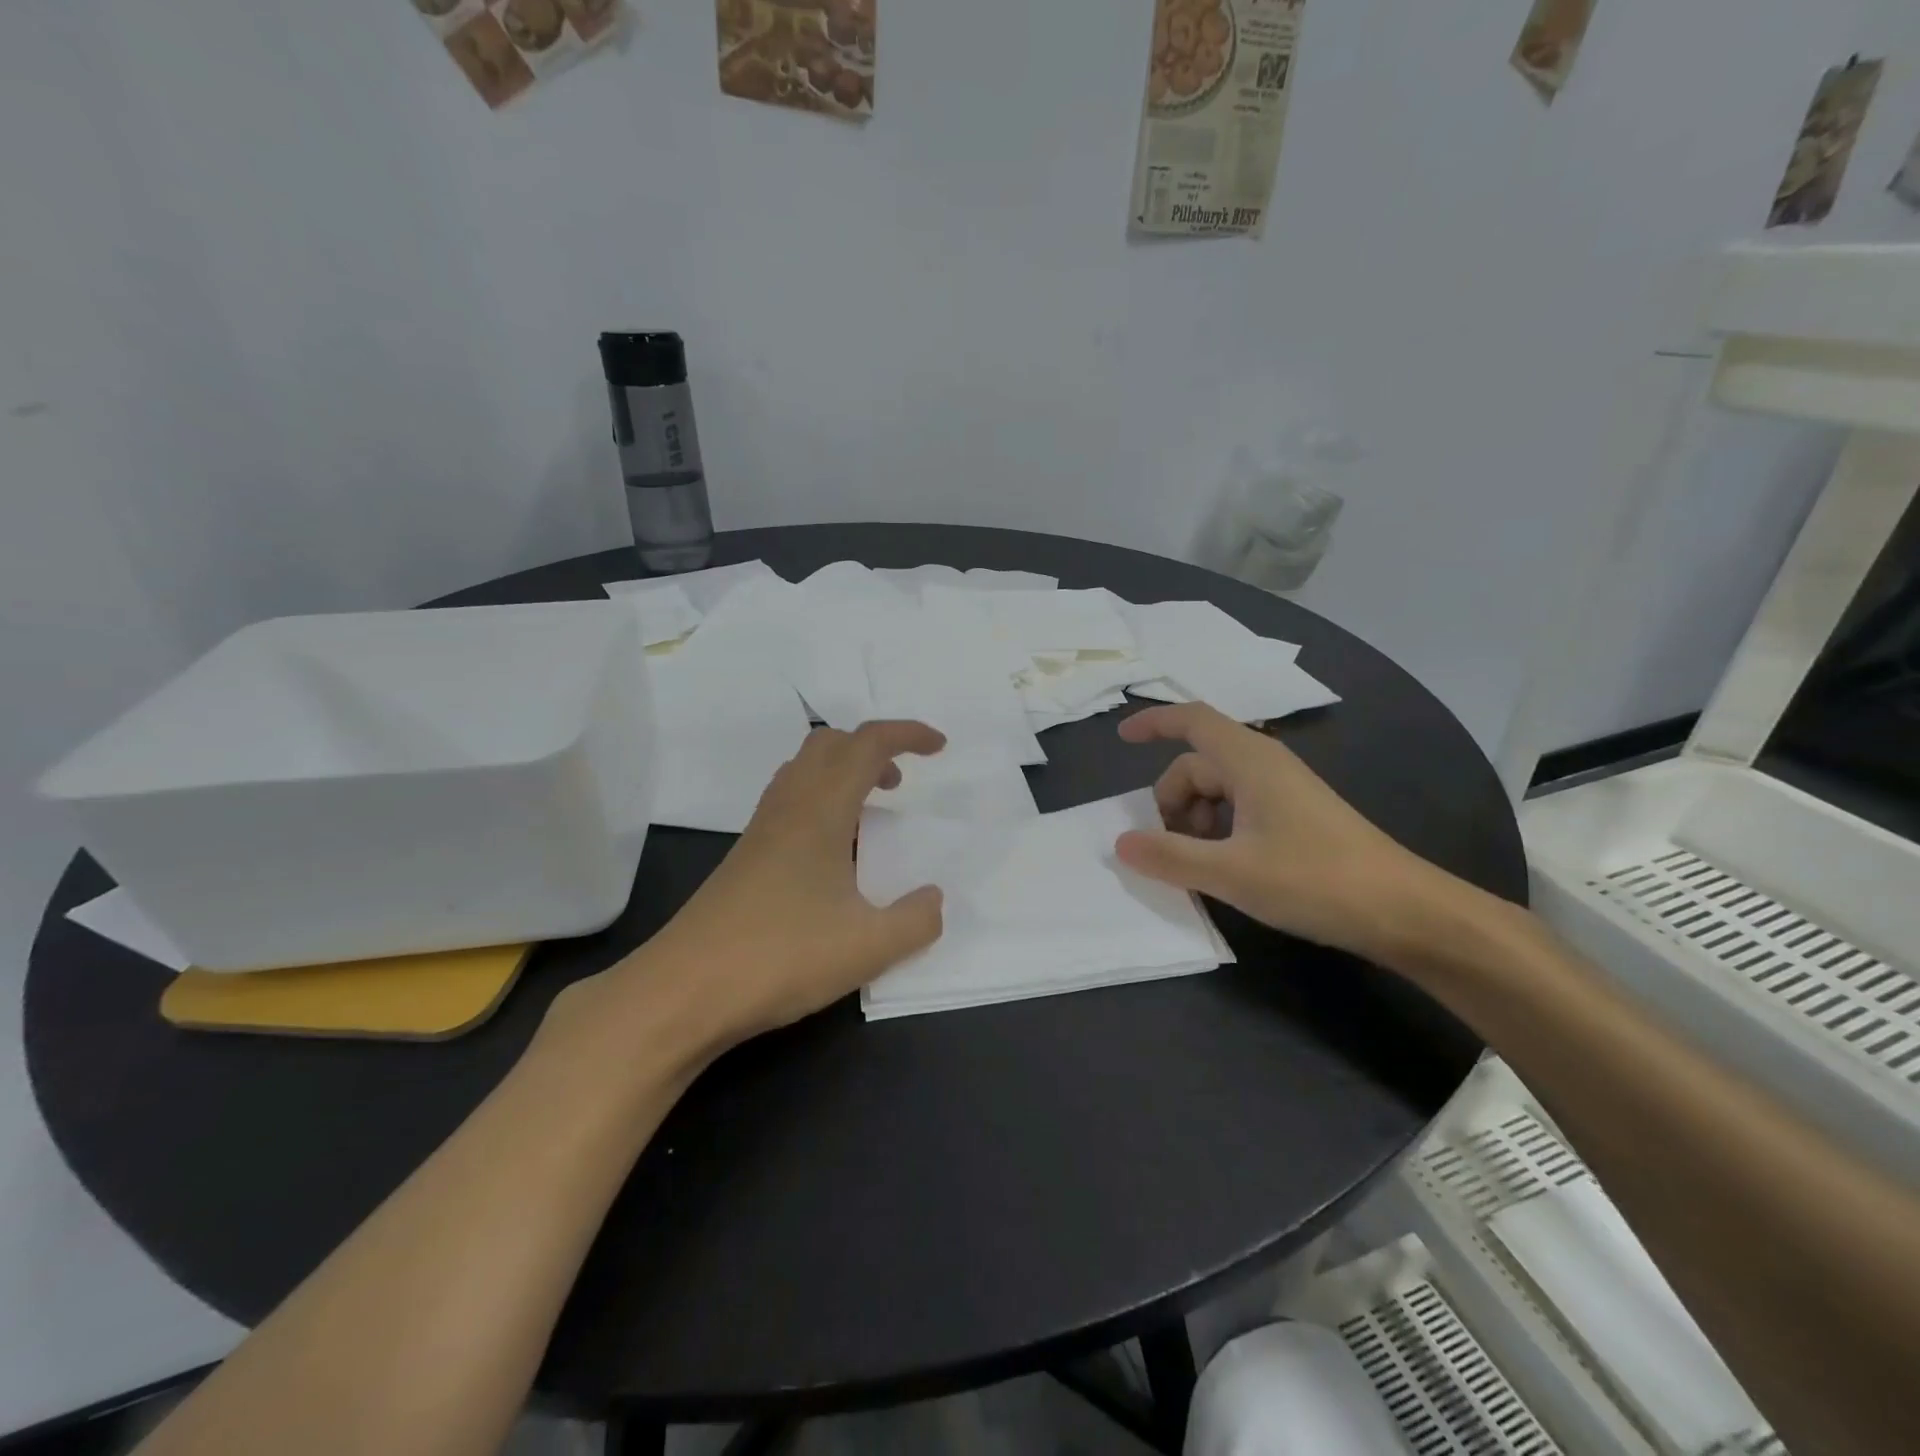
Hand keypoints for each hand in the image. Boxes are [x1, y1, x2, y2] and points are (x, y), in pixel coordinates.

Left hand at [634, 721, 947, 1045]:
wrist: (682, 991)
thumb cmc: (780, 956)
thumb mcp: (868, 947)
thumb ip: (916, 920)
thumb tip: (933, 899)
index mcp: (820, 810)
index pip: (867, 745)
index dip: (907, 734)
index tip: (939, 747)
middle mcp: (788, 807)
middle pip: (829, 744)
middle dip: (871, 749)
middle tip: (899, 784)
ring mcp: (761, 831)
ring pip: (804, 770)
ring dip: (843, 772)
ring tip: (870, 812)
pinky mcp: (746, 857)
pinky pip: (790, 801)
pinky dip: (822, 801)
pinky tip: (832, 851)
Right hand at [1115, 703, 1466, 965]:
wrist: (1406, 911)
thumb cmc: (1316, 880)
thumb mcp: (1232, 872)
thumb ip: (1170, 856)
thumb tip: (1121, 842)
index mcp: (1249, 761)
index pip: (1191, 721)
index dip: (1154, 723)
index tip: (1121, 739)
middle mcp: (1265, 766)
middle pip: (1197, 765)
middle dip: (1171, 803)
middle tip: (1166, 850)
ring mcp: (1283, 791)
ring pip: (1217, 791)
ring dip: (1194, 822)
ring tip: (1199, 867)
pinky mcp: (1296, 817)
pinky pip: (1239, 810)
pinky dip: (1218, 832)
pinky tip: (1225, 869)